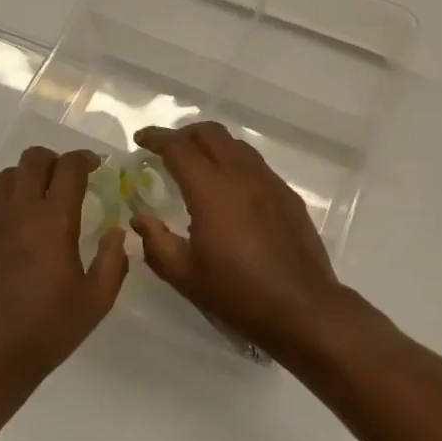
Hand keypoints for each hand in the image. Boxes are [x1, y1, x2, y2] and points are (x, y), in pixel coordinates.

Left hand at [0, 147, 127, 407]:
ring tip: (42, 197)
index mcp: (53, 221)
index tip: (97, 167)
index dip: (86, 159)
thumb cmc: (48, 328)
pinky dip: (6, 197)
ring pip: (8, 175)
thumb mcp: (97, 300)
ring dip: (29, 176)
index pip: (69, 167)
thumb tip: (117, 231)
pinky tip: (16, 220)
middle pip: (34, 159)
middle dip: (56, 160)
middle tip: (70, 179)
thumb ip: (114, 259)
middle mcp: (19, 210)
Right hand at [131, 123, 362, 364]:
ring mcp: (269, 182)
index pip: (179, 148)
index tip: (141, 139)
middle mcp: (241, 175)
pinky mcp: (287, 194)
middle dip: (184, 134)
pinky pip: (255, 164)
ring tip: (197, 165)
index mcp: (212, 190)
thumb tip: (140, 219)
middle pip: (210, 133)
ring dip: (211, 145)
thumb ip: (156, 242)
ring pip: (236, 145)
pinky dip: (234, 162)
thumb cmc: (237, 293)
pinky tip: (229, 188)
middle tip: (167, 150)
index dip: (156, 138)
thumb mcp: (185, 275)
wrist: (301, 307)